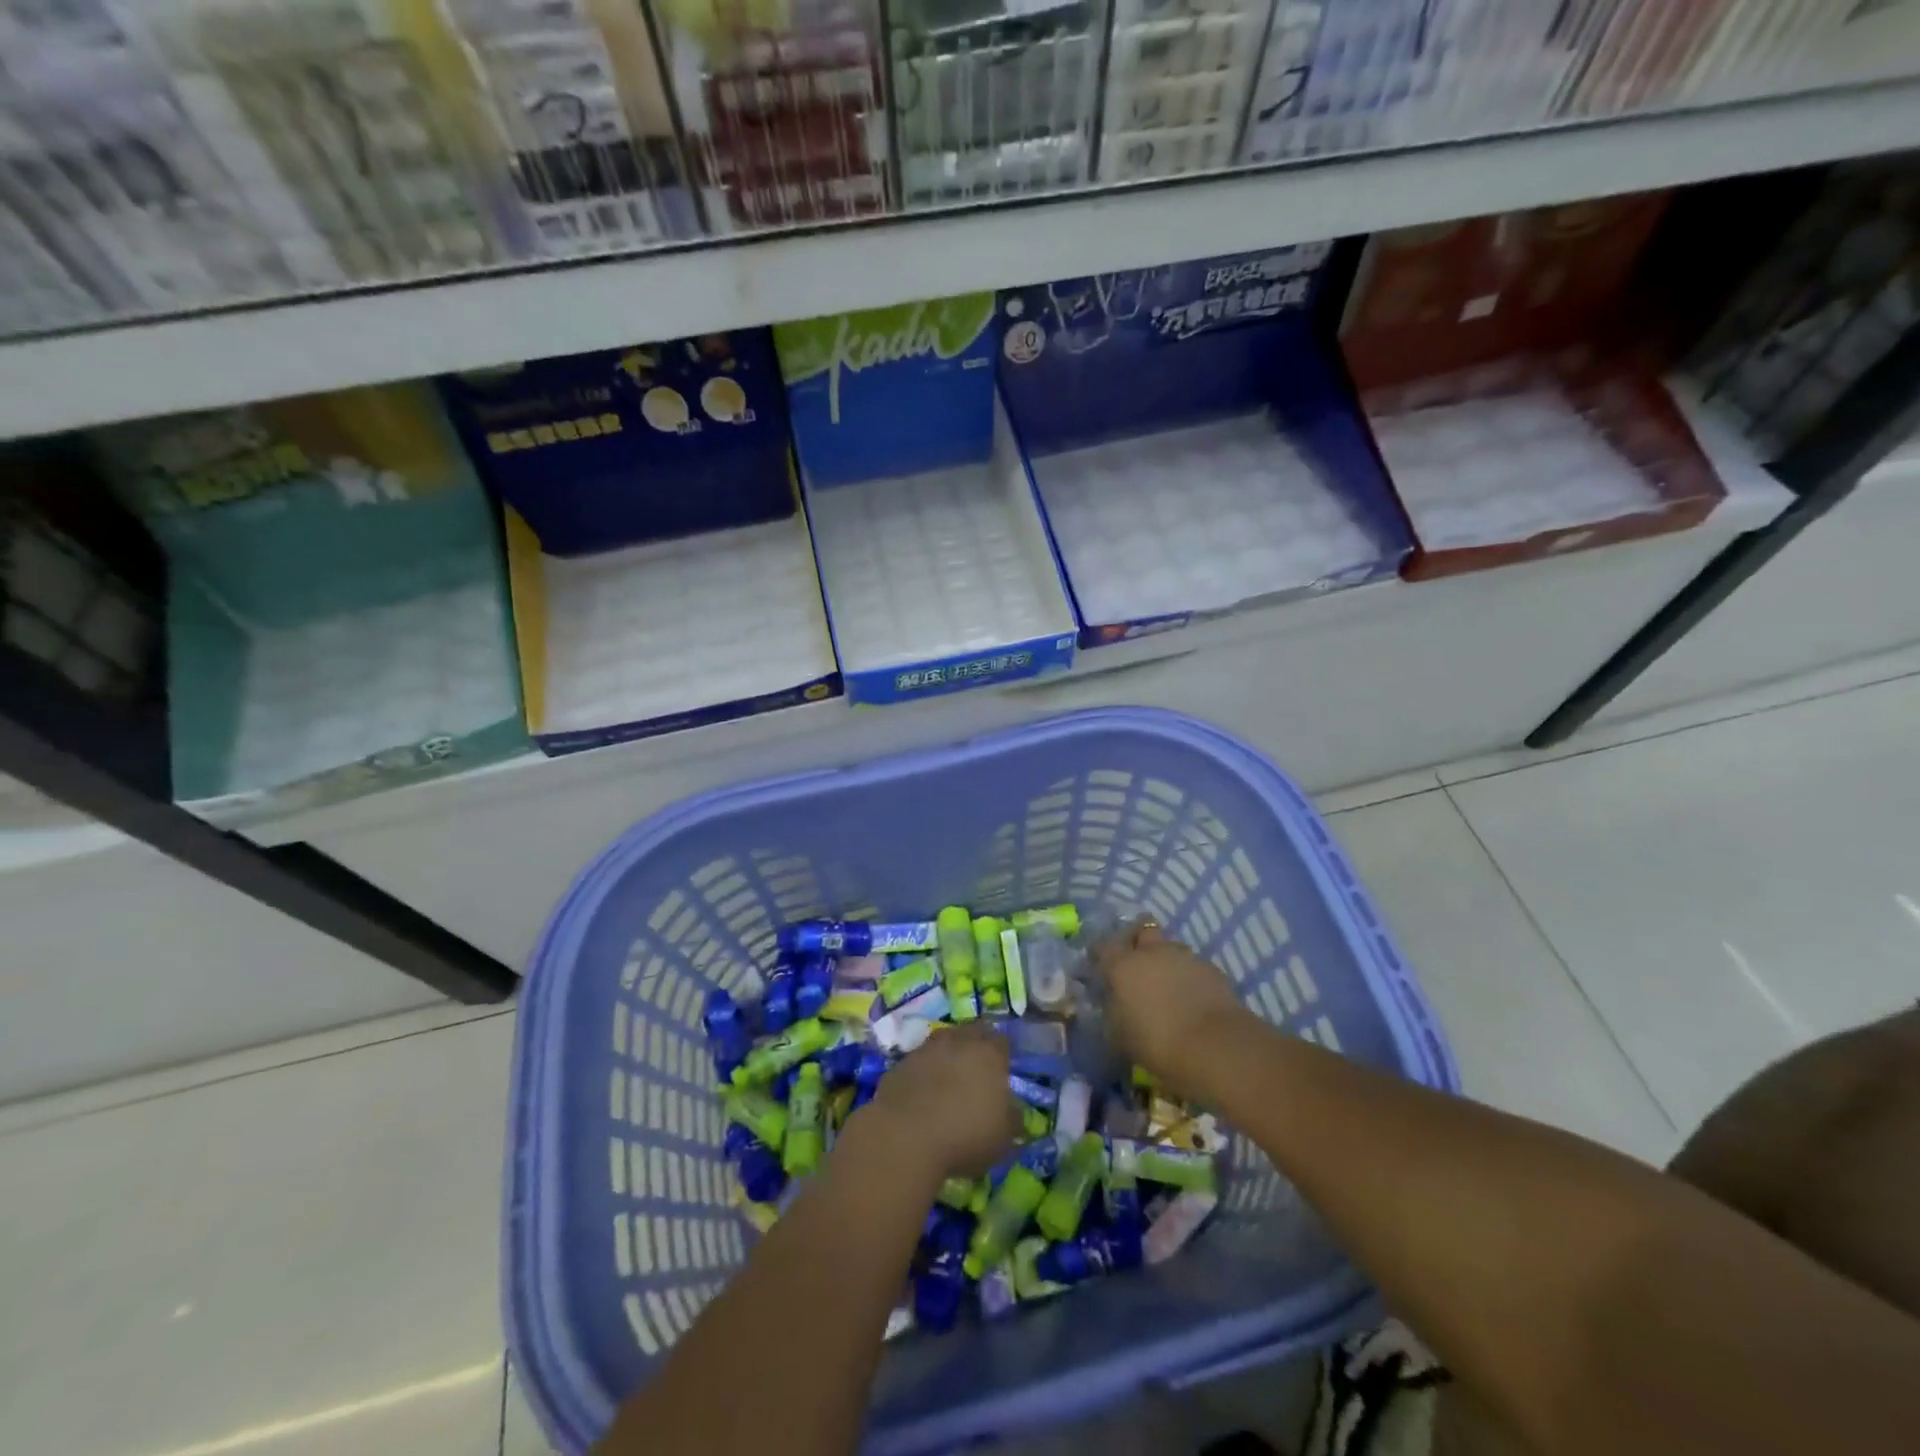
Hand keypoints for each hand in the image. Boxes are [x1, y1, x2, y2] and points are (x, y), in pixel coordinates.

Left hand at [862, 1024, 1019, 1180]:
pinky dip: (923, 1073)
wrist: (905, 1136)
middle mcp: (957, 1041)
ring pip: (942, 1044)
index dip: (1003, 1054)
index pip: (1001, 1041)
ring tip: (949, 1081)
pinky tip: (923, 1095)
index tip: (1003, 1070)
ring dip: (947, 1057)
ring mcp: (925, 1049)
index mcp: (988, 1053)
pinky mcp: (900, 1064)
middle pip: (971, 1033)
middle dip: (976, 1047)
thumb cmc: (965, 1135)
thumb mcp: (1003, 1138)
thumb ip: (1012, 1120)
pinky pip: (918, 1063)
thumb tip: (1013, 1112)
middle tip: (977, 1071)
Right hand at [1092, 922, 1253, 1097]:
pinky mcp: (1212, 969)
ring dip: (1166, 960)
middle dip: (1138, 941)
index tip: (1100, 966)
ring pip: (1170, 947)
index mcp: (1123, 965)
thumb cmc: (1158, 1043)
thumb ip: (1113, 1011)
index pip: (1103, 945)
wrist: (1217, 1047)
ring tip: (1168, 986)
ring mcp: (1185, 957)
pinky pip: (1193, 966)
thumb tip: (1113, 1002)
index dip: (1100, 953)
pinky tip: (1191, 999)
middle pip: (1142, 929)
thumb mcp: (1121, 1035)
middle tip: (1138, 965)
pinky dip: (1189, 977)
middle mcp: (1152, 952)